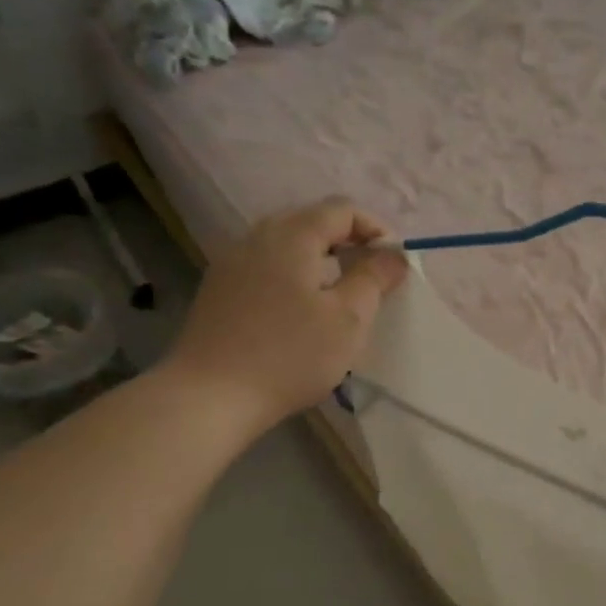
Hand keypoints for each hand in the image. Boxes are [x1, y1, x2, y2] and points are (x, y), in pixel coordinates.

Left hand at [161, 198, 407, 433]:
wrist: (211, 396)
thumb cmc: (290, 354)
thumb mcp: (348, 318)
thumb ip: (374, 278)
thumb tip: (392, 254)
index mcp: (291, 236)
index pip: (342, 210)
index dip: (376, 230)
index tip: (394, 265)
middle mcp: (257, 237)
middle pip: (312, 221)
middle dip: (349, 243)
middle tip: (372, 279)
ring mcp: (232, 262)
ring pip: (287, 244)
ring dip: (321, 260)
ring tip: (341, 296)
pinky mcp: (219, 289)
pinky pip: (266, 266)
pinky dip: (294, 276)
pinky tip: (301, 312)